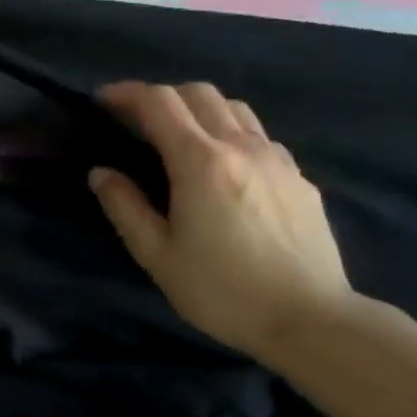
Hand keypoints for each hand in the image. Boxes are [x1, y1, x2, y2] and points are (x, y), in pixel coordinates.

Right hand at [89, 81, 353, 361]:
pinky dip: (232, 133)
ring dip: (199, 109)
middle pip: (198, 93)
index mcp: (199, 161)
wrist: (315, 323)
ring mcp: (276, 160)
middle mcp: (240, 147)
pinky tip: (226, 165)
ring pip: (234, 107)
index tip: (103, 101)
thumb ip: (124, 207)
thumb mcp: (157, 255)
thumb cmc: (224, 291)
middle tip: (138, 119)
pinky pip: (260, 136)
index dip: (127, 93)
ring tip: (182, 136)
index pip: (158, 102)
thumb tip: (101, 173)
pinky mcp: (300, 179)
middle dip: (162, 96)